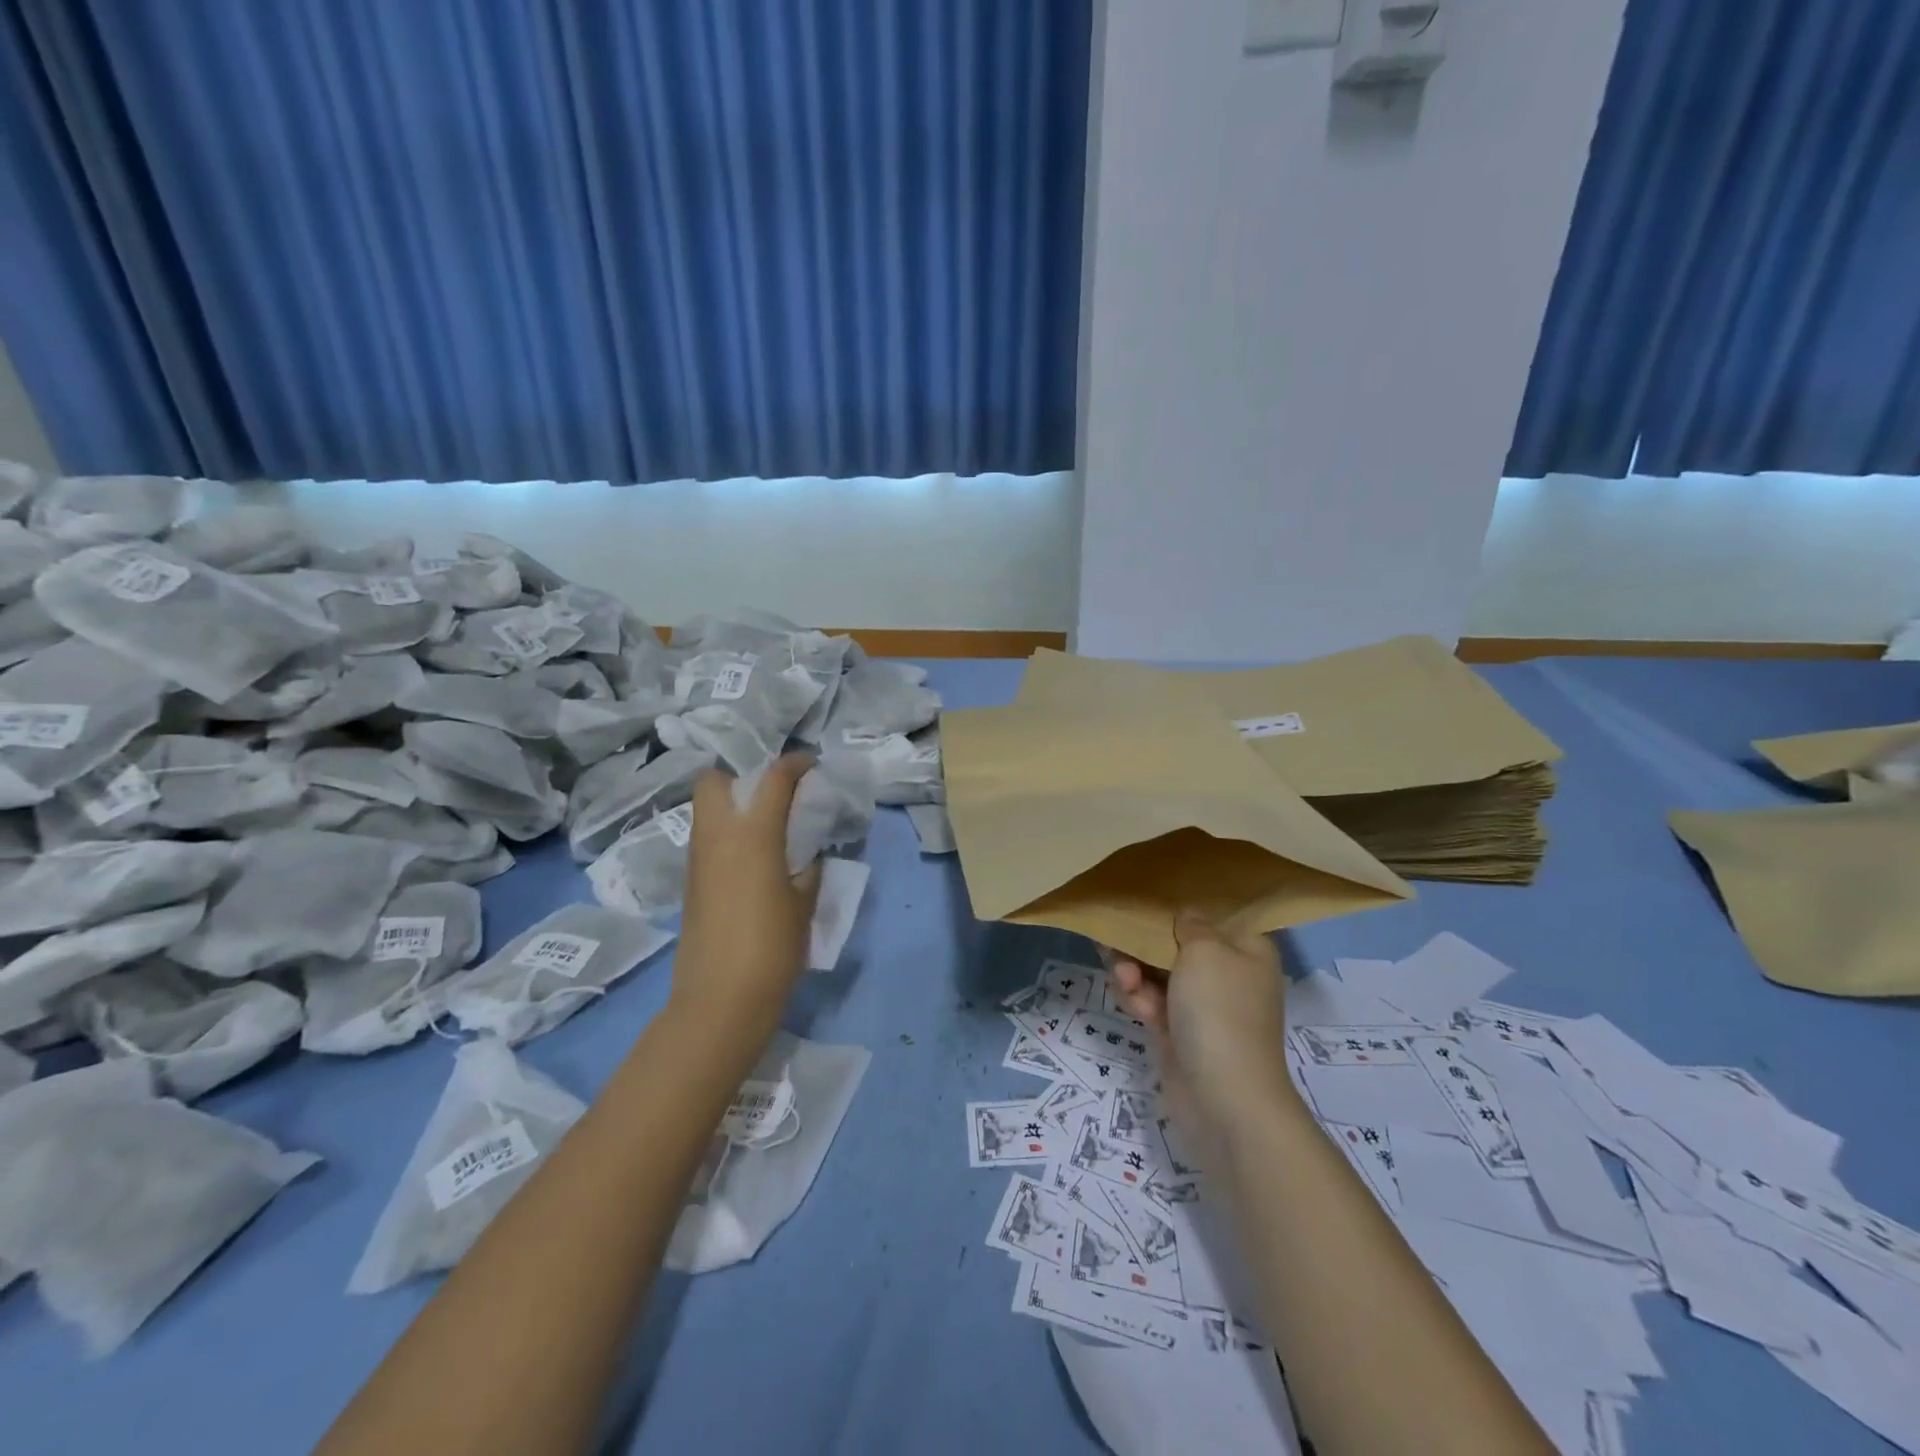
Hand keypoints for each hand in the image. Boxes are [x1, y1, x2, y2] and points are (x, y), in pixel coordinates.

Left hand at [674, 754, 821, 1023]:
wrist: (720, 999)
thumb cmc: (771, 948)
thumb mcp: (803, 904)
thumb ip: (807, 869)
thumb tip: (805, 854)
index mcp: (753, 834)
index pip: (773, 778)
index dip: (794, 763)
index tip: (811, 765)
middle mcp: (718, 835)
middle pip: (714, 780)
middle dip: (741, 774)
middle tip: (771, 792)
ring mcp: (698, 858)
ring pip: (706, 808)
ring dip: (732, 802)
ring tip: (766, 821)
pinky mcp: (691, 881)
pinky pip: (707, 837)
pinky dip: (726, 831)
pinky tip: (752, 854)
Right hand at [1107, 912, 1302, 1137]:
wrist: (1222, 1096)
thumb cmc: (1219, 1009)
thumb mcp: (1206, 949)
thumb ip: (1190, 924)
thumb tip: (1187, 916)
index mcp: (1247, 950)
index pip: (1213, 918)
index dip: (1181, 908)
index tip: (1147, 899)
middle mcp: (1228, 975)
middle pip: (1178, 945)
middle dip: (1145, 944)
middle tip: (1116, 939)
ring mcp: (1203, 1007)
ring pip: (1158, 974)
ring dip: (1135, 972)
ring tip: (1123, 977)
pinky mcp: (1179, 1033)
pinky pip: (1152, 1003)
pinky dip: (1138, 999)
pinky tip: (1129, 1001)